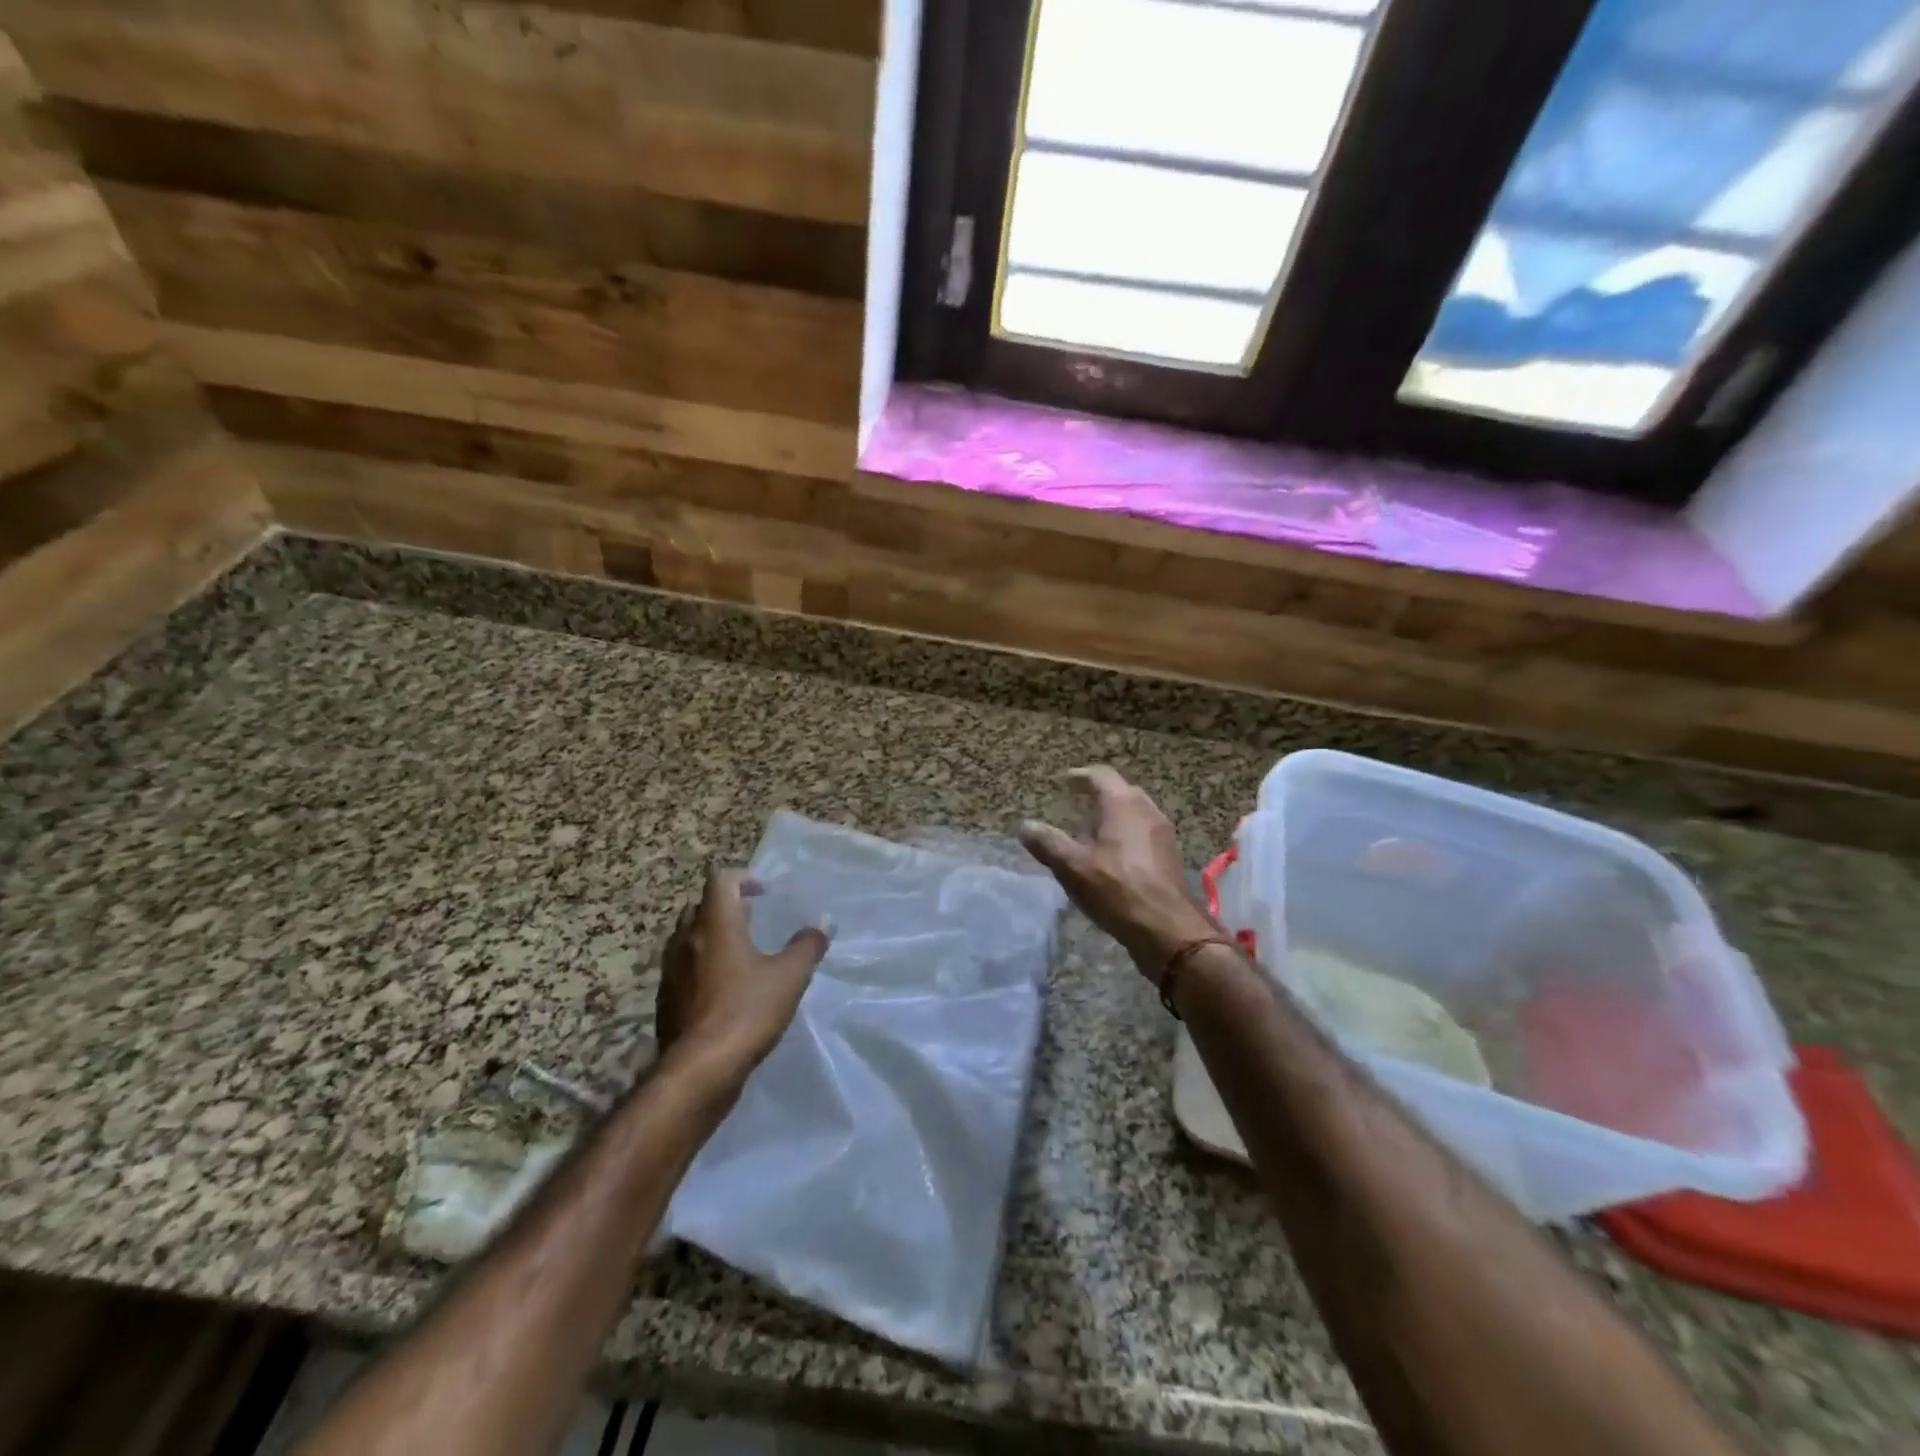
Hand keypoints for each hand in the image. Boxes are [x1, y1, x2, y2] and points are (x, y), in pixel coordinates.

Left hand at [656, 871, 830, 1074]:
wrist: (699, 1071)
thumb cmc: (746, 1012)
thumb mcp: (789, 977)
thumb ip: (807, 946)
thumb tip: (823, 924)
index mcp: (715, 925)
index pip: (720, 880)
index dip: (743, 878)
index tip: (764, 892)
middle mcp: (687, 940)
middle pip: (702, 906)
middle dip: (727, 906)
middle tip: (754, 917)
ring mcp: (671, 971)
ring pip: (690, 937)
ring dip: (713, 936)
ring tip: (741, 952)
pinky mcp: (666, 999)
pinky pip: (684, 967)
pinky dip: (703, 964)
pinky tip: (725, 987)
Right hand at [1020, 766, 1219, 985]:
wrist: (1167, 927)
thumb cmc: (1116, 888)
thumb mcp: (1072, 866)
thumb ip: (1047, 842)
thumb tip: (1025, 826)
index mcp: (1123, 804)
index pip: (1101, 776)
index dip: (1081, 776)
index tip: (1066, 782)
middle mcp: (1147, 811)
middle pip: (1121, 792)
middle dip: (1099, 796)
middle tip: (1077, 806)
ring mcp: (1163, 834)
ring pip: (1136, 813)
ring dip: (1114, 817)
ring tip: (1093, 834)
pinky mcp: (1170, 856)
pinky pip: (1145, 833)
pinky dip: (1127, 834)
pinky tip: (1114, 857)